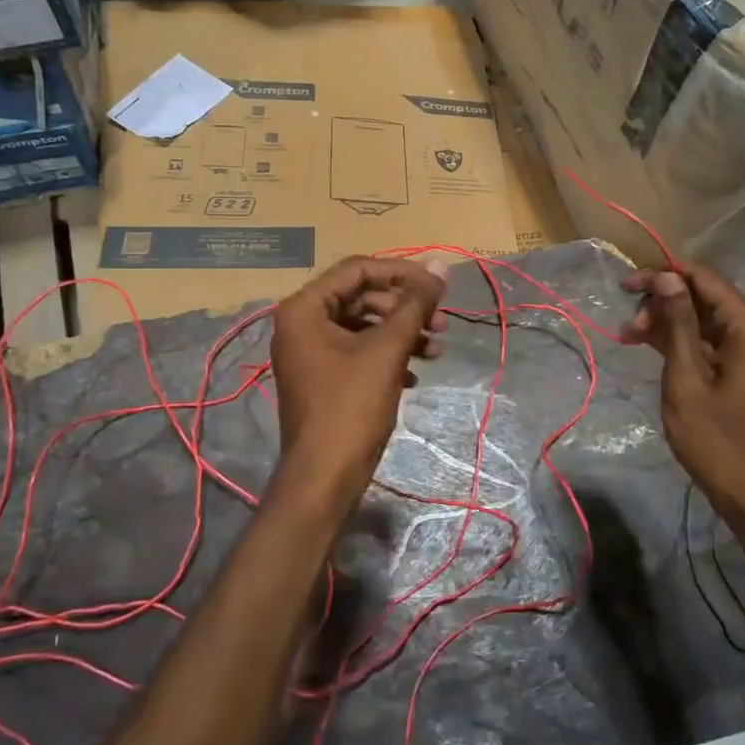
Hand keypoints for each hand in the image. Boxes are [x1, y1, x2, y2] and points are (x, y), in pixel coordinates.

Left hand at [267, 256, 449, 507]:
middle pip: (362, 297)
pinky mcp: (323, 377)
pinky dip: (388, 357)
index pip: (358, 270)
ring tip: (438, 349)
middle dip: (405, 308)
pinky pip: (359, 352)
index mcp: (304, 308)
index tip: (438, 286)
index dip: (402, 273)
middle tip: (442, 322)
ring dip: (402, 334)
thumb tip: (441, 265)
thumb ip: (415, 304)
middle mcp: (302, 323)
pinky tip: (415, 376)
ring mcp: (311, 352)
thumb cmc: (351, 407)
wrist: (324, 478)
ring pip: (364, 326)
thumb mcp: (387, 350)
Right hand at [623, 263, 744, 518]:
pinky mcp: (737, 372)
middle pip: (703, 296)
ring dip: (665, 321)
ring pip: (700, 319)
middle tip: (628, 324)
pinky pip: (704, 342)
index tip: (626, 286)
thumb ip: (678, 324)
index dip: (664, 274)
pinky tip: (646, 346)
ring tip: (629, 336)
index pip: (704, 279)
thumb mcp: (688, 378)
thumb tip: (667, 277)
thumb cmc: (717, 439)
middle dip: (662, 300)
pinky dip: (676, 341)